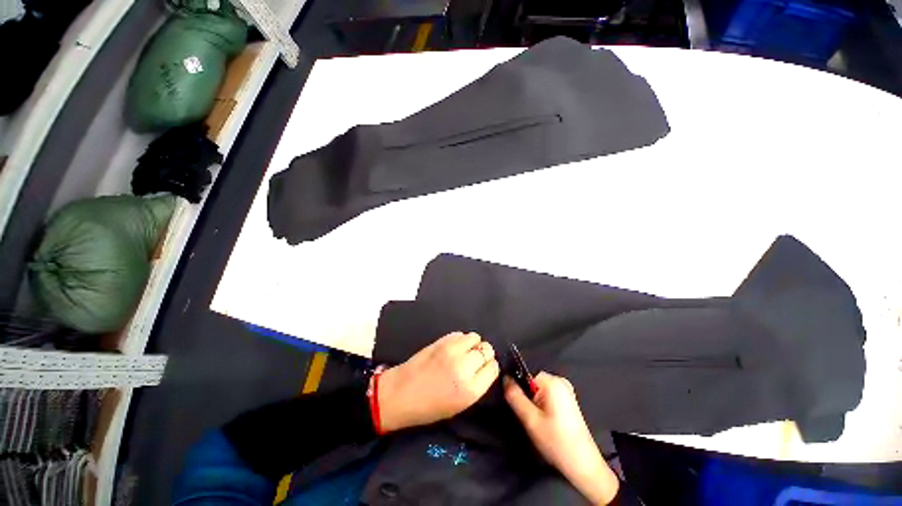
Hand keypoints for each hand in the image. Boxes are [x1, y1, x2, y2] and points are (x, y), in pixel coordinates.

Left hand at [378, 332, 498, 431]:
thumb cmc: (429, 407)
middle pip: (487, 349)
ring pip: (475, 337)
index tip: (483, 368)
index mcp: (471, 390)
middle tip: (473, 360)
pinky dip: (460, 340)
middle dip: (483, 354)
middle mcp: (465, 367)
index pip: (493, 367)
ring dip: (472, 344)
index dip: (489, 367)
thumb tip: (485, 366)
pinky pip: (460, 334)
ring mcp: (452, 351)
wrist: (401, 393)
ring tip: (463, 352)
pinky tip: (452, 348)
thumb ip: (476, 385)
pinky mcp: (441, 340)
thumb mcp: (460, 405)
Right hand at [504, 372, 618, 504]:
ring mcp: (566, 391)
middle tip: (529, 417)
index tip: (519, 406)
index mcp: (553, 381)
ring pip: (538, 391)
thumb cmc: (556, 441)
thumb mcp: (530, 419)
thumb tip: (504, 378)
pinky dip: (542, 407)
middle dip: (527, 397)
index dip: (519, 389)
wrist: (583, 465)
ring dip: (534, 404)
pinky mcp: (568, 401)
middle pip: (532, 382)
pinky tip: (546, 423)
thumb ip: (514, 396)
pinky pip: (547, 396)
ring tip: (538, 422)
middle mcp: (560, 381)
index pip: (525, 375)